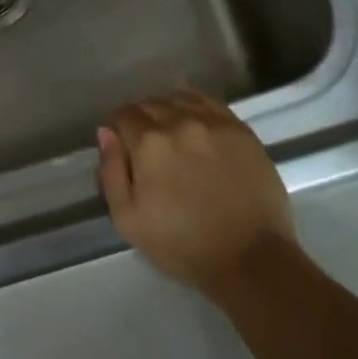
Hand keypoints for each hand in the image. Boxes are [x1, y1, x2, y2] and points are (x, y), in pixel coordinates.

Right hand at [98, 90, 295, 300]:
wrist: (251, 259)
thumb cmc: (183, 245)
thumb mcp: (128, 220)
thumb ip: (111, 171)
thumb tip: (106, 133)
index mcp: (149, 143)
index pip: (124, 114)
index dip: (119, 129)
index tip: (123, 147)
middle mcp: (180, 121)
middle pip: (151, 104)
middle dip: (143, 120)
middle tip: (148, 148)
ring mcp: (214, 122)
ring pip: (181, 99)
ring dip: (170, 111)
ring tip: (174, 136)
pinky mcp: (241, 129)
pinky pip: (210, 104)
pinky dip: (197, 109)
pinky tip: (198, 129)